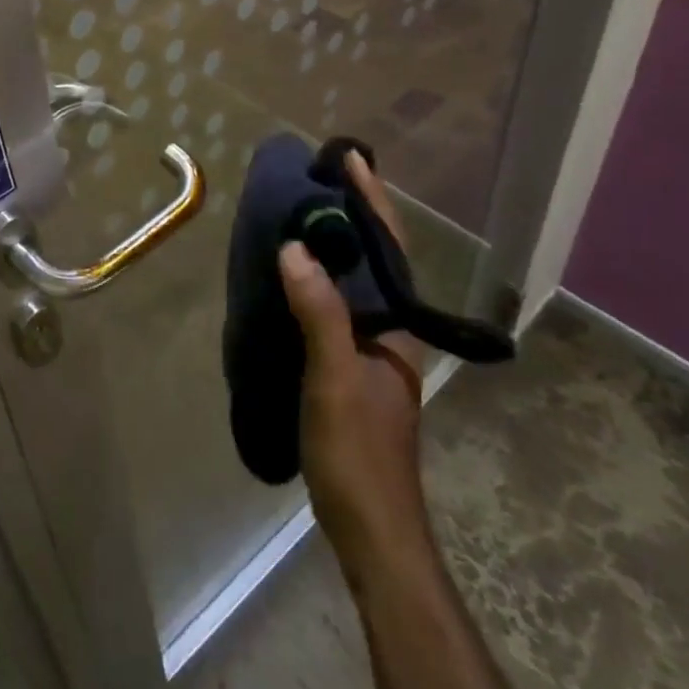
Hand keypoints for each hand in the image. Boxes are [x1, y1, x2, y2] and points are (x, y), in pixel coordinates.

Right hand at [280, 152, 430, 568]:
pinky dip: (318, 280)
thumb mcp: (333, 380)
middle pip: (376, 259)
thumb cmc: (358, 454)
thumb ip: (319, 314)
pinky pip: (336, 307)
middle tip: (317, 178)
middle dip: (353, 214)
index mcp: (397, 327)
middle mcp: (391, 331)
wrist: (372, 530)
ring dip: (336, 244)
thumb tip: (295, 248)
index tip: (350, 159)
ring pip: (356, 283)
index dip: (372, 201)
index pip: (390, 248)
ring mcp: (372, 352)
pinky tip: (290, 279)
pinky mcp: (350, 370)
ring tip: (301, 213)